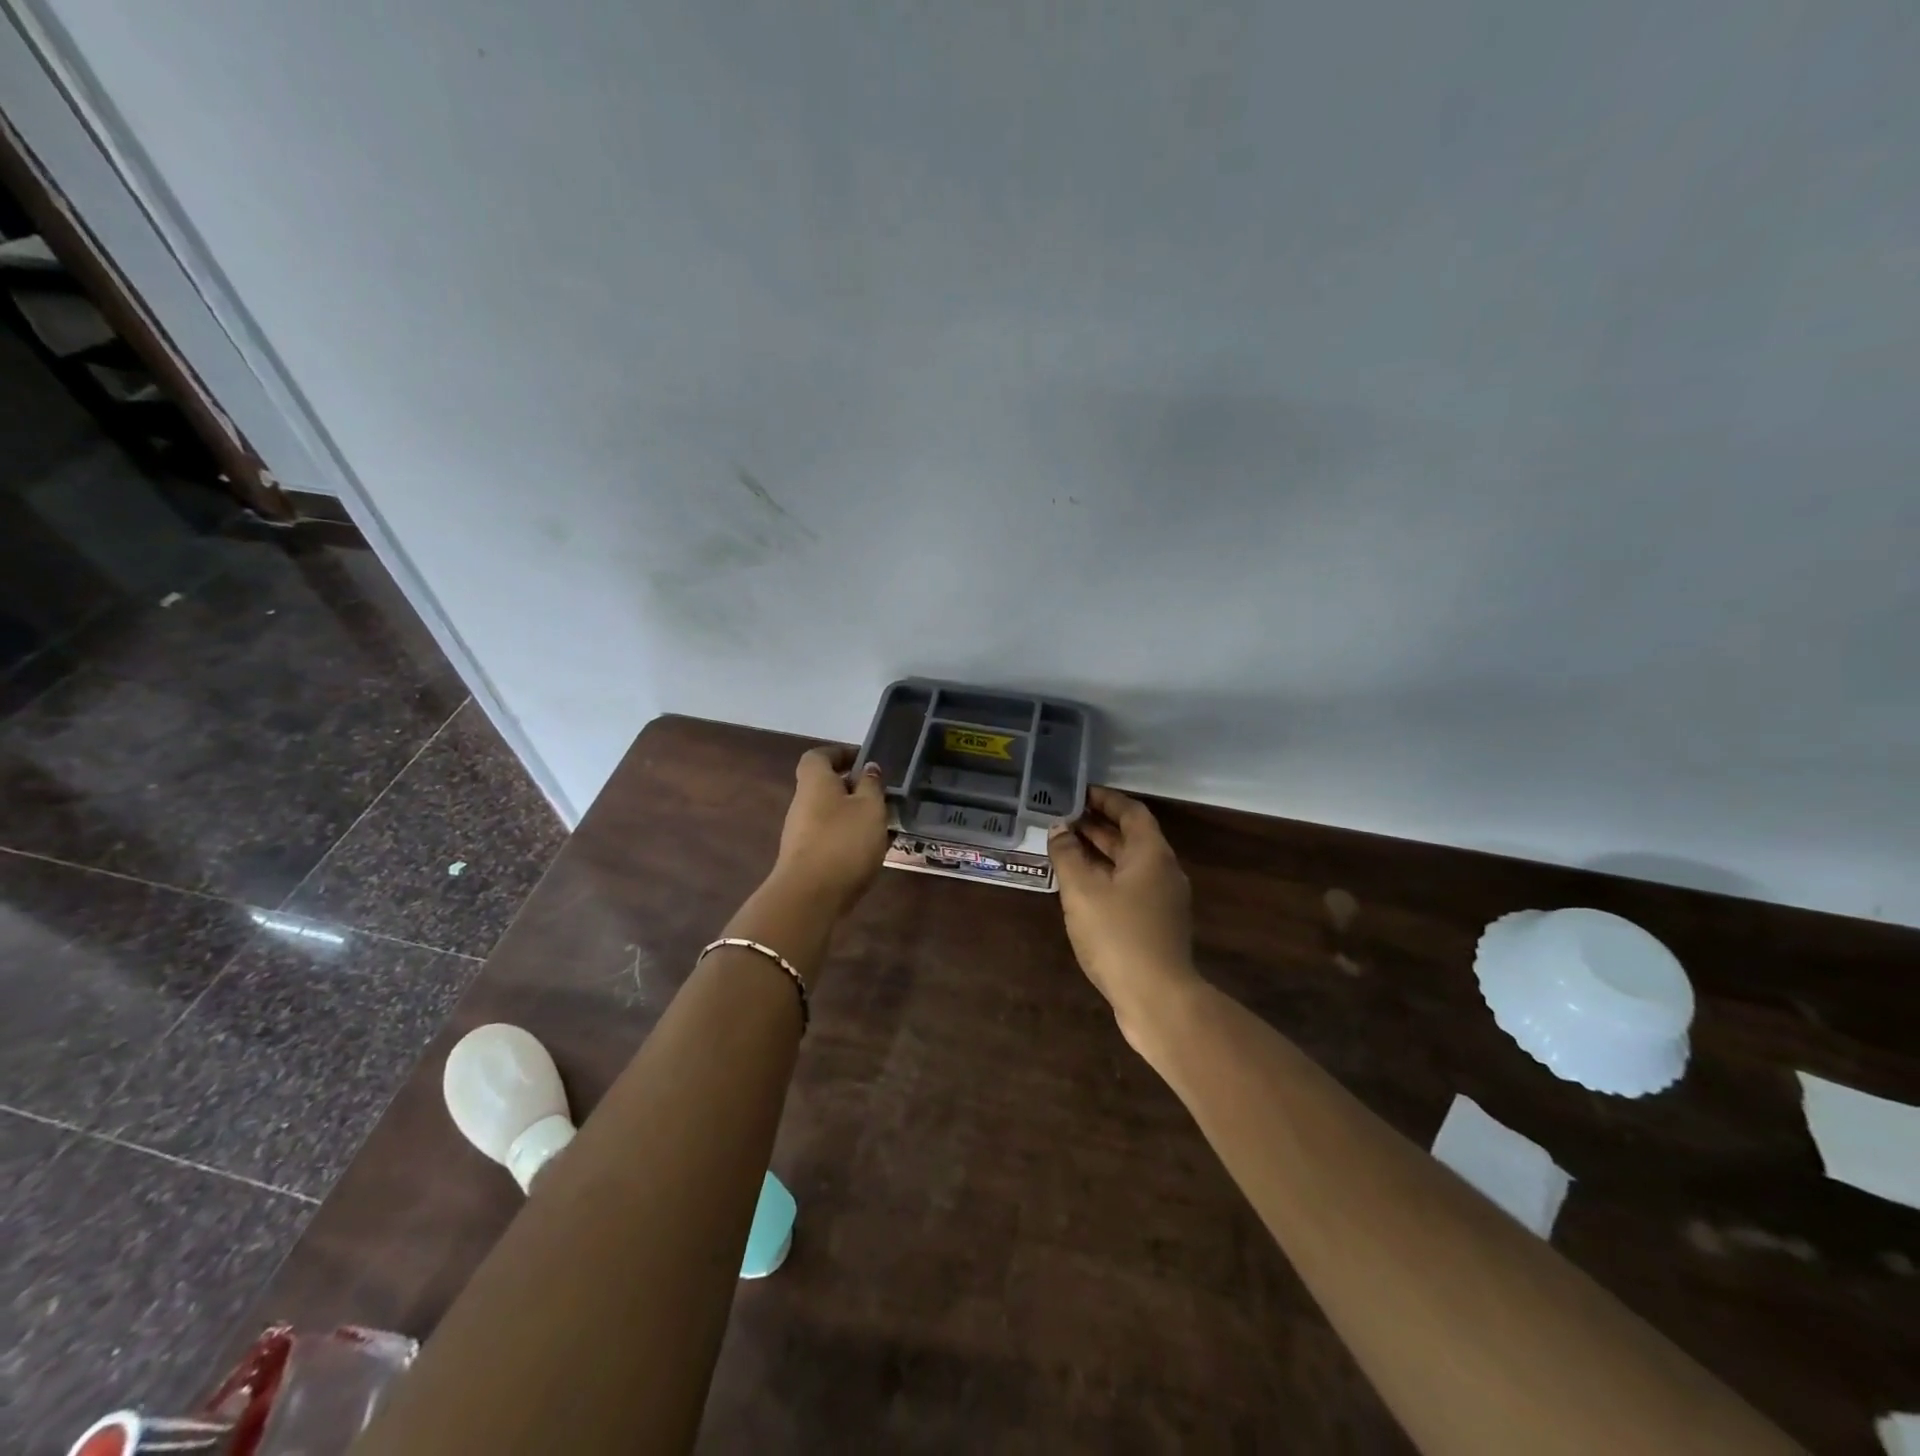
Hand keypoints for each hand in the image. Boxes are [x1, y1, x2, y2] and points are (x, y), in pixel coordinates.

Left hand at [770, 746, 891, 915]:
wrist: (809, 896)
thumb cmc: (843, 841)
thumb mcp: (870, 808)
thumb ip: (872, 785)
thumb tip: (868, 768)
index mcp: (815, 782)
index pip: (819, 756)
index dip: (840, 753)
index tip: (863, 760)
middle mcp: (802, 803)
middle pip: (825, 786)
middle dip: (852, 788)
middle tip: (881, 796)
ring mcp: (800, 833)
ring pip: (830, 814)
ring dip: (853, 815)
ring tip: (882, 827)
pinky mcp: (805, 858)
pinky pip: (829, 838)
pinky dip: (848, 838)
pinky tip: (869, 852)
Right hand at [1049, 786, 1201, 1041]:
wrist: (1158, 998)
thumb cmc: (1118, 935)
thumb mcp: (1082, 890)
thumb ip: (1067, 855)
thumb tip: (1059, 829)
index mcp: (1151, 854)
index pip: (1131, 812)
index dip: (1106, 800)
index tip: (1078, 793)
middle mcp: (1163, 871)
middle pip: (1131, 838)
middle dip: (1098, 826)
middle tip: (1064, 818)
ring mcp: (1163, 901)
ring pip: (1129, 865)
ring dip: (1099, 853)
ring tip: (1065, 848)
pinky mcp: (1157, 925)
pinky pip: (1129, 888)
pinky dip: (1106, 878)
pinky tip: (1080, 888)